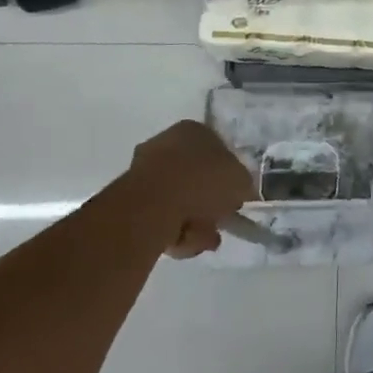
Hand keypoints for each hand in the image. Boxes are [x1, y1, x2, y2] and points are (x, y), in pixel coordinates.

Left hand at [125, 120, 254, 258]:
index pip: (217, 150)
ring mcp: (145, 170)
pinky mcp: (130, 198)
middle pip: (195, 177)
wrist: (154, 204)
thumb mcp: (240, 180)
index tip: (233, 197)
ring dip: (194, 221)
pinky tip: (183, 241)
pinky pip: (160, 215)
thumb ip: (242, 184)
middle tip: (220, 221)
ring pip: (178, 200)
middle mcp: (167, 143)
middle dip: (208, 203)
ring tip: (204, 239)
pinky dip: (173, 230)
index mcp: (194, 130)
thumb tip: (239, 190)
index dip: (228, 176)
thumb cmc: (203, 181)